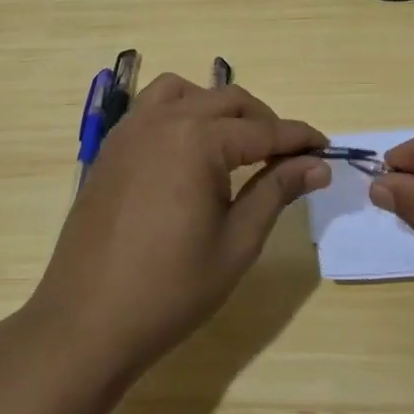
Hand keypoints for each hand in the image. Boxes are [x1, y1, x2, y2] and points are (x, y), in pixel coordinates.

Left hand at [26, 74, 327, 382]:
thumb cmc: (171, 289)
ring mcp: (131, 130)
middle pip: (228, 100)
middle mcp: (164, 120)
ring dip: (218, 107)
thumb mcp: (237, 243)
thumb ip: (276, 191)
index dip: (299, 138)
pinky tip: (190, 150)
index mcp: (198, 140)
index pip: (263, 130)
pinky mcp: (112, 147)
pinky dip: (181, 111)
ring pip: (186, 92)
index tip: (326, 147)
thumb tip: (316, 164)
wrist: (87, 322)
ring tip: (236, 143)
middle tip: (288, 154)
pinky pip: (152, 107)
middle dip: (264, 121)